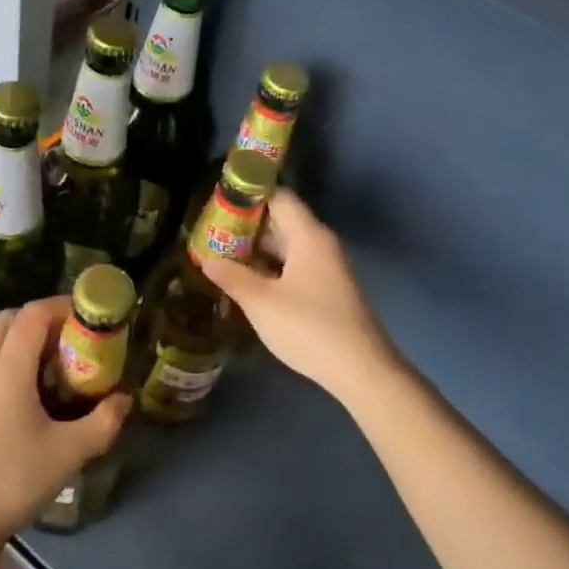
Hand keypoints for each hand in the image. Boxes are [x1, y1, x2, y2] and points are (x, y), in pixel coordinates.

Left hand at [0, 297, 129, 568]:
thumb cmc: (12, 480)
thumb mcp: (68, 453)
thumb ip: (103, 421)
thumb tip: (127, 399)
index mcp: (8, 367)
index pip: (34, 313)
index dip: (63, 306)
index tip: (91, 315)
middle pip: (12, 319)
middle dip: (45, 319)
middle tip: (76, 338)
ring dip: (27, 338)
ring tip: (59, 363)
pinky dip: (12, 357)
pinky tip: (34, 390)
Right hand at [199, 188, 396, 402]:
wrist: (361, 371)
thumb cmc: (309, 328)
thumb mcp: (261, 302)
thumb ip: (231, 276)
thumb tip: (206, 258)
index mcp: (308, 236)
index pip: (277, 197)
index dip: (247, 196)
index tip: (216, 203)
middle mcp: (319, 244)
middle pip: (279, 221)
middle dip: (244, 227)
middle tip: (208, 234)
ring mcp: (325, 268)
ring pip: (285, 247)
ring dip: (254, 251)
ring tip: (219, 257)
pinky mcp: (325, 290)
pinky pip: (292, 267)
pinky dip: (268, 269)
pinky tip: (245, 283)